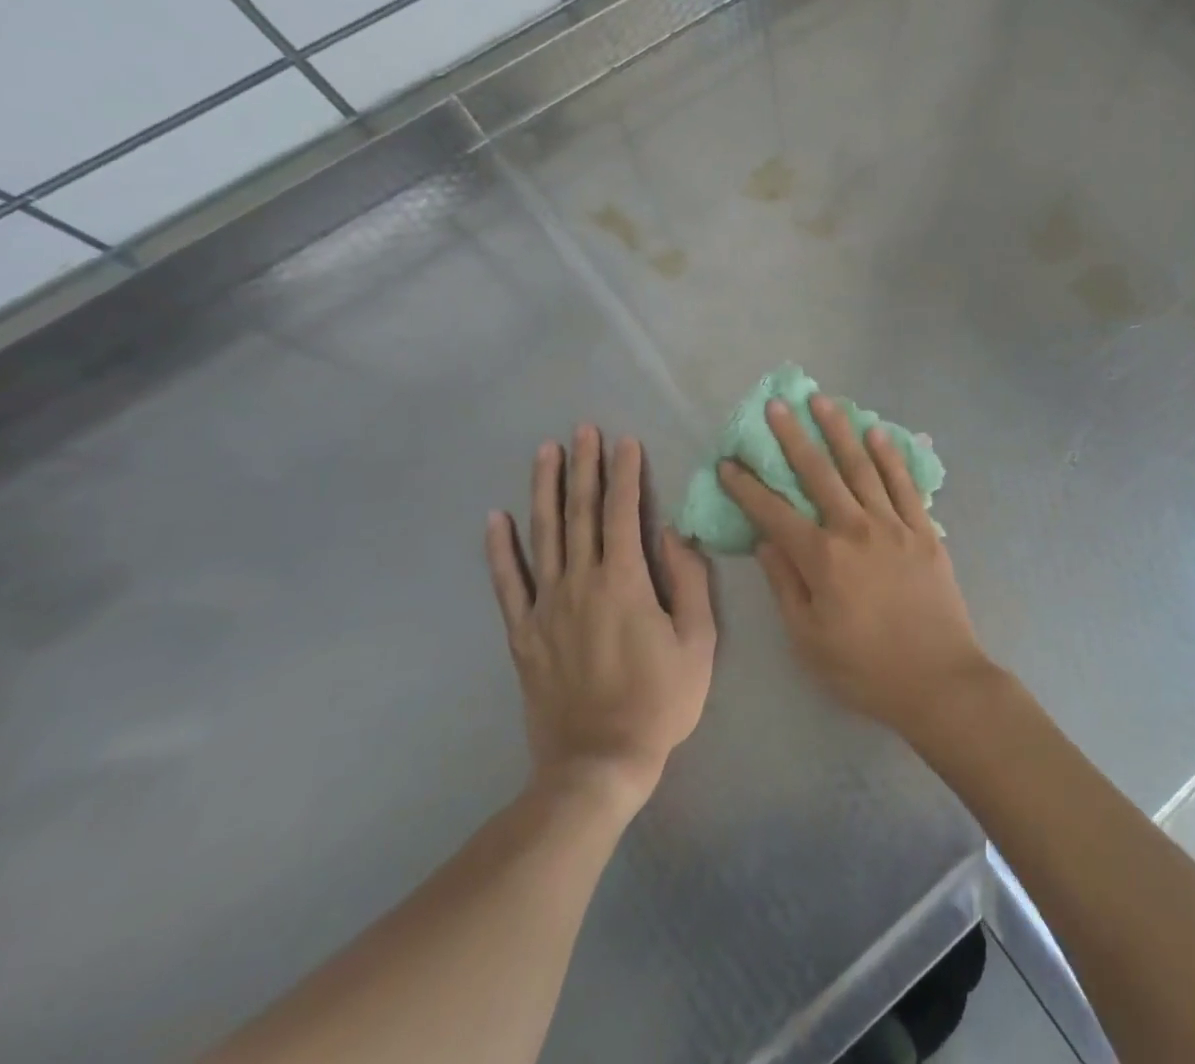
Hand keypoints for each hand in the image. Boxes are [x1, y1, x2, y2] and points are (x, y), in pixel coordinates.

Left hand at [486, 427, 715, 816]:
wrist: (597, 764)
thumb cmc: (659, 702)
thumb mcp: (698, 643)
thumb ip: (690, 582)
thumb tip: (675, 533)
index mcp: (625, 583)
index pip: (622, 513)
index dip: (625, 474)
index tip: (626, 441)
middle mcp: (580, 584)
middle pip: (580, 513)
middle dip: (584, 467)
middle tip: (583, 429)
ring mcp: (545, 607)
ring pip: (543, 535)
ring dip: (544, 489)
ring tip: (545, 452)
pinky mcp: (523, 634)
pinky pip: (508, 583)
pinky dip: (500, 549)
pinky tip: (496, 518)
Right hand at [717, 394, 994, 737]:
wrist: (939, 681)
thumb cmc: (865, 669)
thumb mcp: (808, 639)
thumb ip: (785, 585)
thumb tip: (766, 540)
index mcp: (822, 559)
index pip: (774, 513)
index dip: (748, 487)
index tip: (729, 462)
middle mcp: (855, 529)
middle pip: (818, 473)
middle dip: (793, 437)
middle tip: (777, 405)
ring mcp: (893, 525)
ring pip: (861, 467)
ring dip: (840, 431)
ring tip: (823, 401)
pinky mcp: (924, 530)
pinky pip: (904, 484)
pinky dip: (890, 456)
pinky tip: (877, 432)